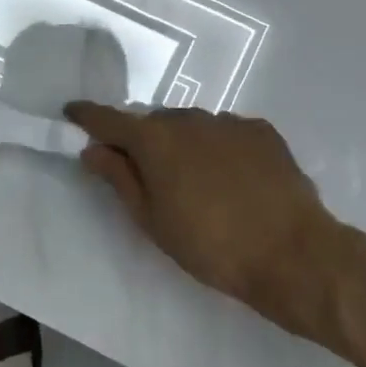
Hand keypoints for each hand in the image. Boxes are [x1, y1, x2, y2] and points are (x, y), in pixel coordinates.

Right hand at [64, 102, 365, 351]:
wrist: (293, 254)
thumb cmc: (210, 245)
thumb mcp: (152, 220)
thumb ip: (119, 178)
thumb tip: (92, 149)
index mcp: (155, 140)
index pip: (109, 119)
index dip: (87, 116)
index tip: (72, 113)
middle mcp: (189, 119)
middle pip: (152, 122)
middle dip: (141, 139)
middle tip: (142, 170)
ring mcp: (229, 122)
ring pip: (190, 125)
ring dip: (181, 142)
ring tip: (192, 179)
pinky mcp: (262, 132)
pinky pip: (225, 132)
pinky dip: (216, 147)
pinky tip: (229, 177)